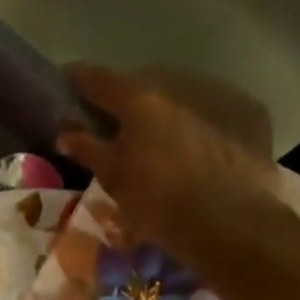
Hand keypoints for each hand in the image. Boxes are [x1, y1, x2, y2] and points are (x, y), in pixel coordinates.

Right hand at [58, 64, 285, 257]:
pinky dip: (177, 131)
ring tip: (137, 139)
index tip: (63, 80)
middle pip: (138, 88)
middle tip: (100, 119)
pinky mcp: (236, 127)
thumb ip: (88, 150)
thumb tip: (66, 132)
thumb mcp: (113, 178)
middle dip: (117, 100)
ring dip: (150, 116)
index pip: (99, 80)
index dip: (78, 78)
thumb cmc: (157, 200)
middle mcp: (175, 94)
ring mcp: (208, 108)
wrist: (227, 221)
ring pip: (168, 104)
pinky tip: (174, 154)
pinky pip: (195, 122)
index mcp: (139, 102)